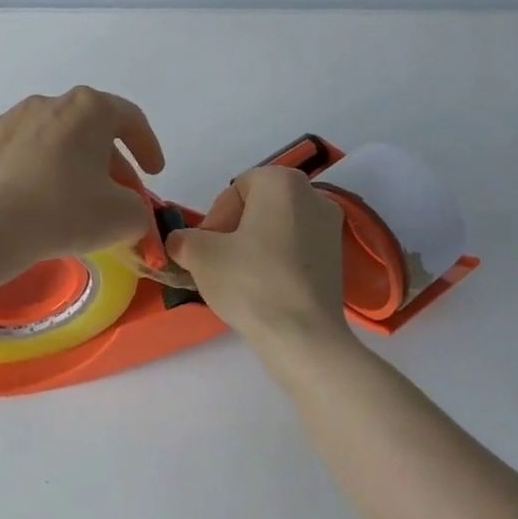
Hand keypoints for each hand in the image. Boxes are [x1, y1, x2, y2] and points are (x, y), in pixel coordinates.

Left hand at [0, 87, 164, 262]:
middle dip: (106, 162)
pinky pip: (10, 156)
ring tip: (67, 201)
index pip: (130, 119)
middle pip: (87, 130)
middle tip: (113, 196)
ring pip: (47, 140)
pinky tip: (24, 204)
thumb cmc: (66, 212)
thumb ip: (139, 210)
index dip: (148, 146)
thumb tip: (128, 213)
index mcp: (88, 110)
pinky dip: (23, 174)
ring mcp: (5, 120)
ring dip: (64, 164)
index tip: (153, 173)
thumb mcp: (124, 218)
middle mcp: (46, 103)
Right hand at [165, 166, 352, 349]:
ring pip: (278, 228)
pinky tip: (264, 290)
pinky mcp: (338, 259)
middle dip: (234, 230)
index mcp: (283, 181)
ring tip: (239, 279)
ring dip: (254, 247)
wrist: (302, 336)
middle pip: (260, 206)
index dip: (216, 217)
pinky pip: (297, 250)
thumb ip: (184, 240)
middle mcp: (314, 195)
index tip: (206, 247)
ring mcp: (332, 228)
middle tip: (218, 262)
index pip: (237, 188)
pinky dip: (277, 262)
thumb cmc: (250, 282)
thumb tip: (179, 242)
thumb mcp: (201, 256)